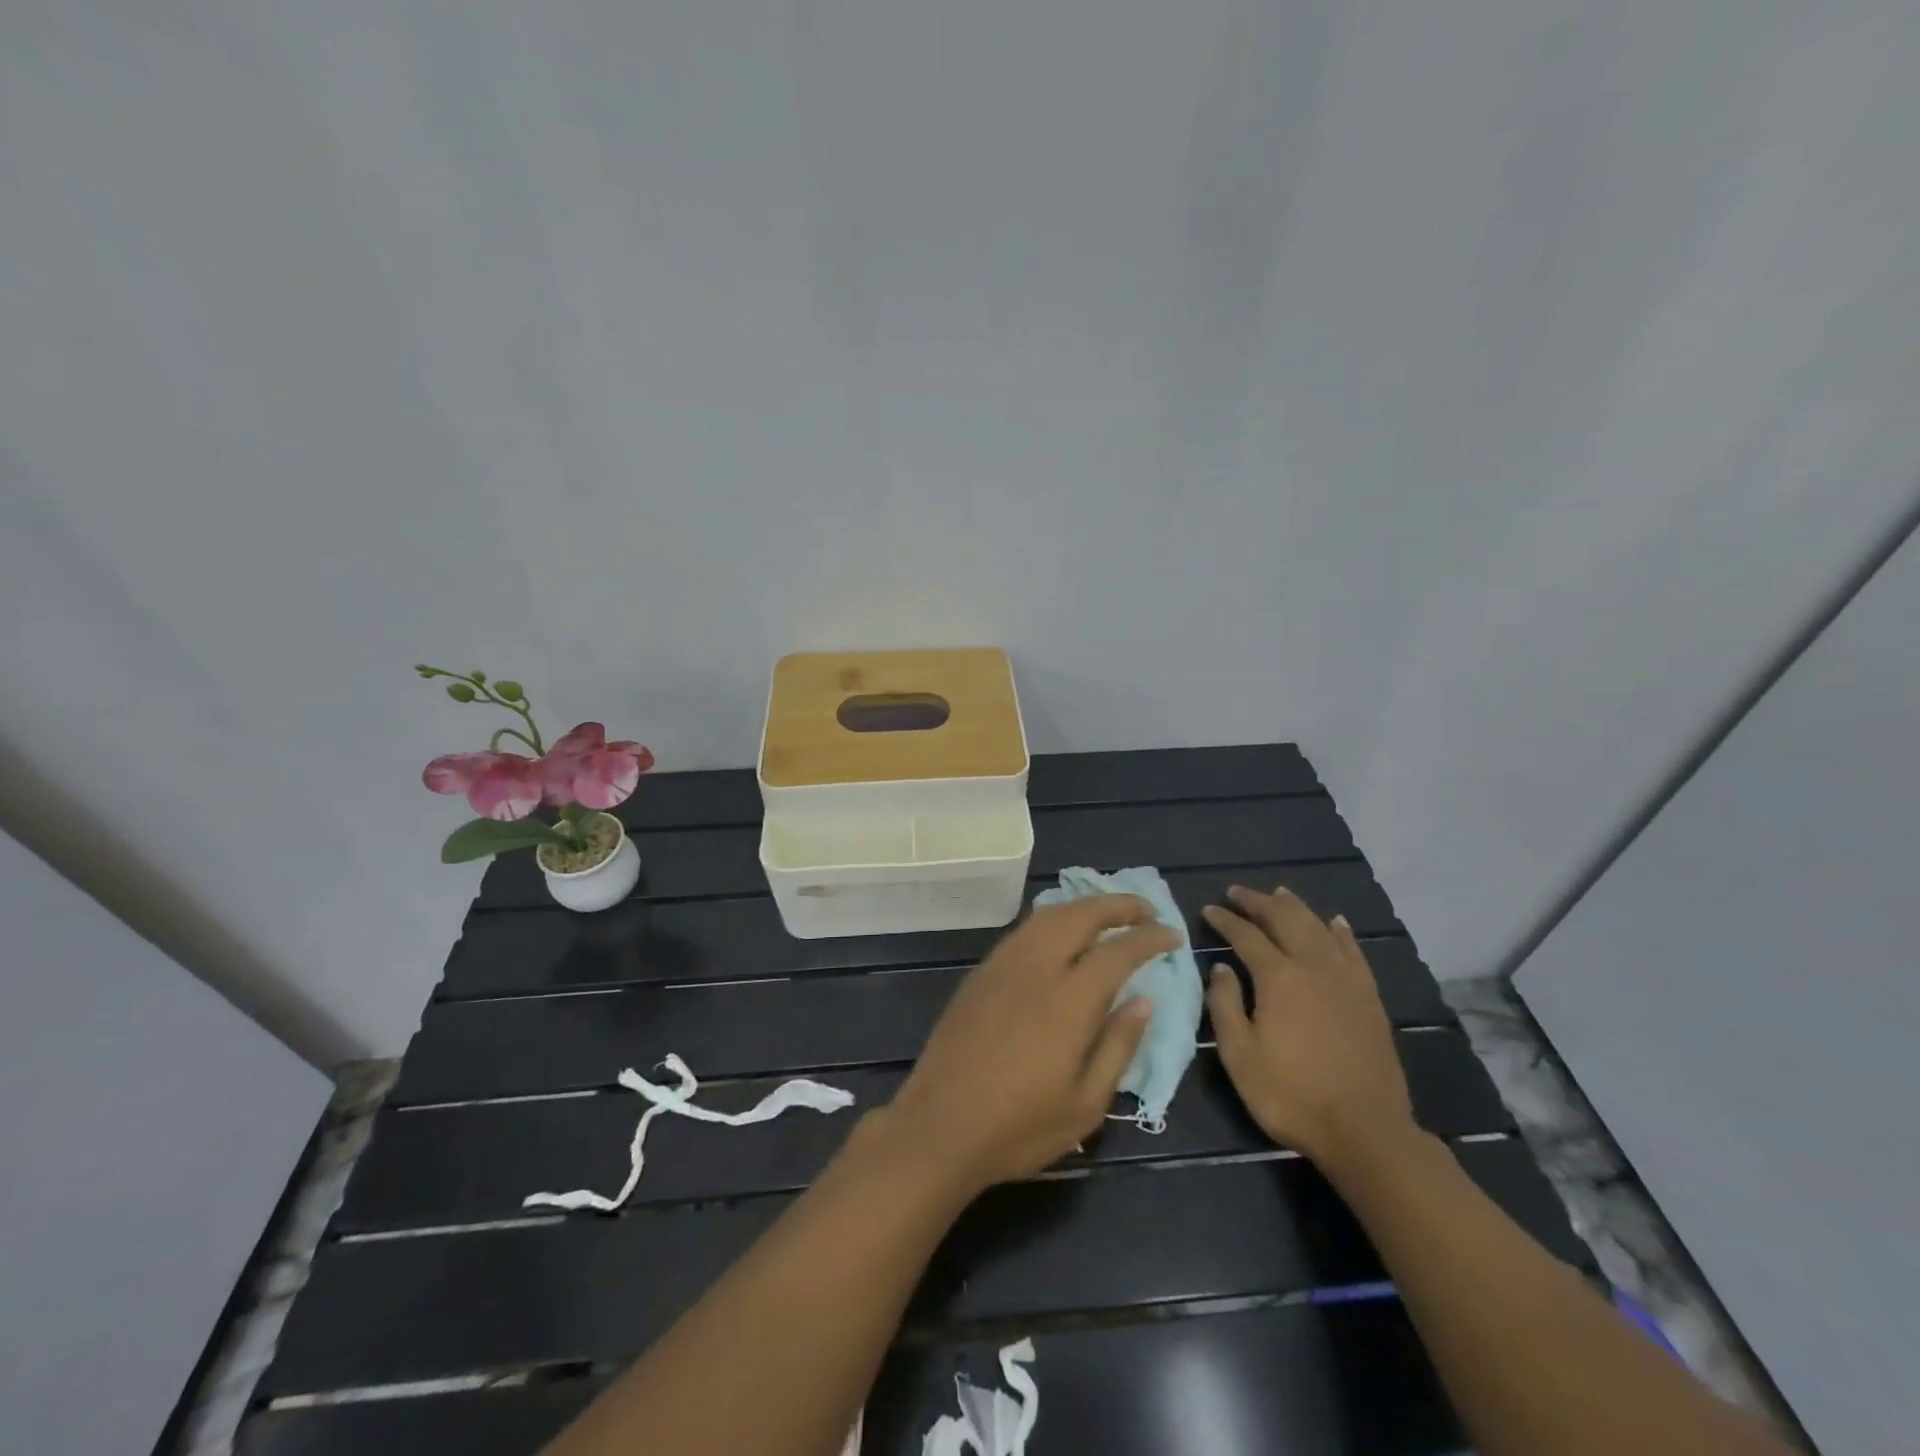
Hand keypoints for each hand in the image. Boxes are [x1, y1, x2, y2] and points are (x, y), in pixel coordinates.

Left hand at [886, 895, 1177, 1194]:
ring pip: (1048, 915)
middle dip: (1118, 905)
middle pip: (1081, 915)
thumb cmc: (1019, 1127)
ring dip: (1084, 906)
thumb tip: (1144, 1000)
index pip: (1118, 951)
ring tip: (1108, 914)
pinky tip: (1061, 933)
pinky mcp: (981, 972)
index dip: (1149, 938)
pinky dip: (1052, 919)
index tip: (1173, 936)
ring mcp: (1003, 965)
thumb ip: (1118, 1045)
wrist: (939, 1126)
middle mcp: (1036, 968)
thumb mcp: (1086, 1105)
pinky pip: (1024, 930)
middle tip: (1146, 910)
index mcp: (1069, 1001)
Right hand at [1202, 884, 1416, 1169]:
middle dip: (1258, 902)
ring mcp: (1346, 980)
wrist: (1366, 1131)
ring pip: (1319, 927)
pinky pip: (1353, 951)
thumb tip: (1221, 968)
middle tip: (1238, 892)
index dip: (1225, 920)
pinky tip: (1334, 921)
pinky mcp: (1369, 997)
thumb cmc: (1291, 1095)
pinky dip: (1340, 931)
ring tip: (1279, 893)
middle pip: (1285, 919)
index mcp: (1278, 978)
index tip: (1210, 909)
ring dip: (1296, 907)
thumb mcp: (1240, 1055)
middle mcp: (1313, 967)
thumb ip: (1225, 1005)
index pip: (1246, 935)